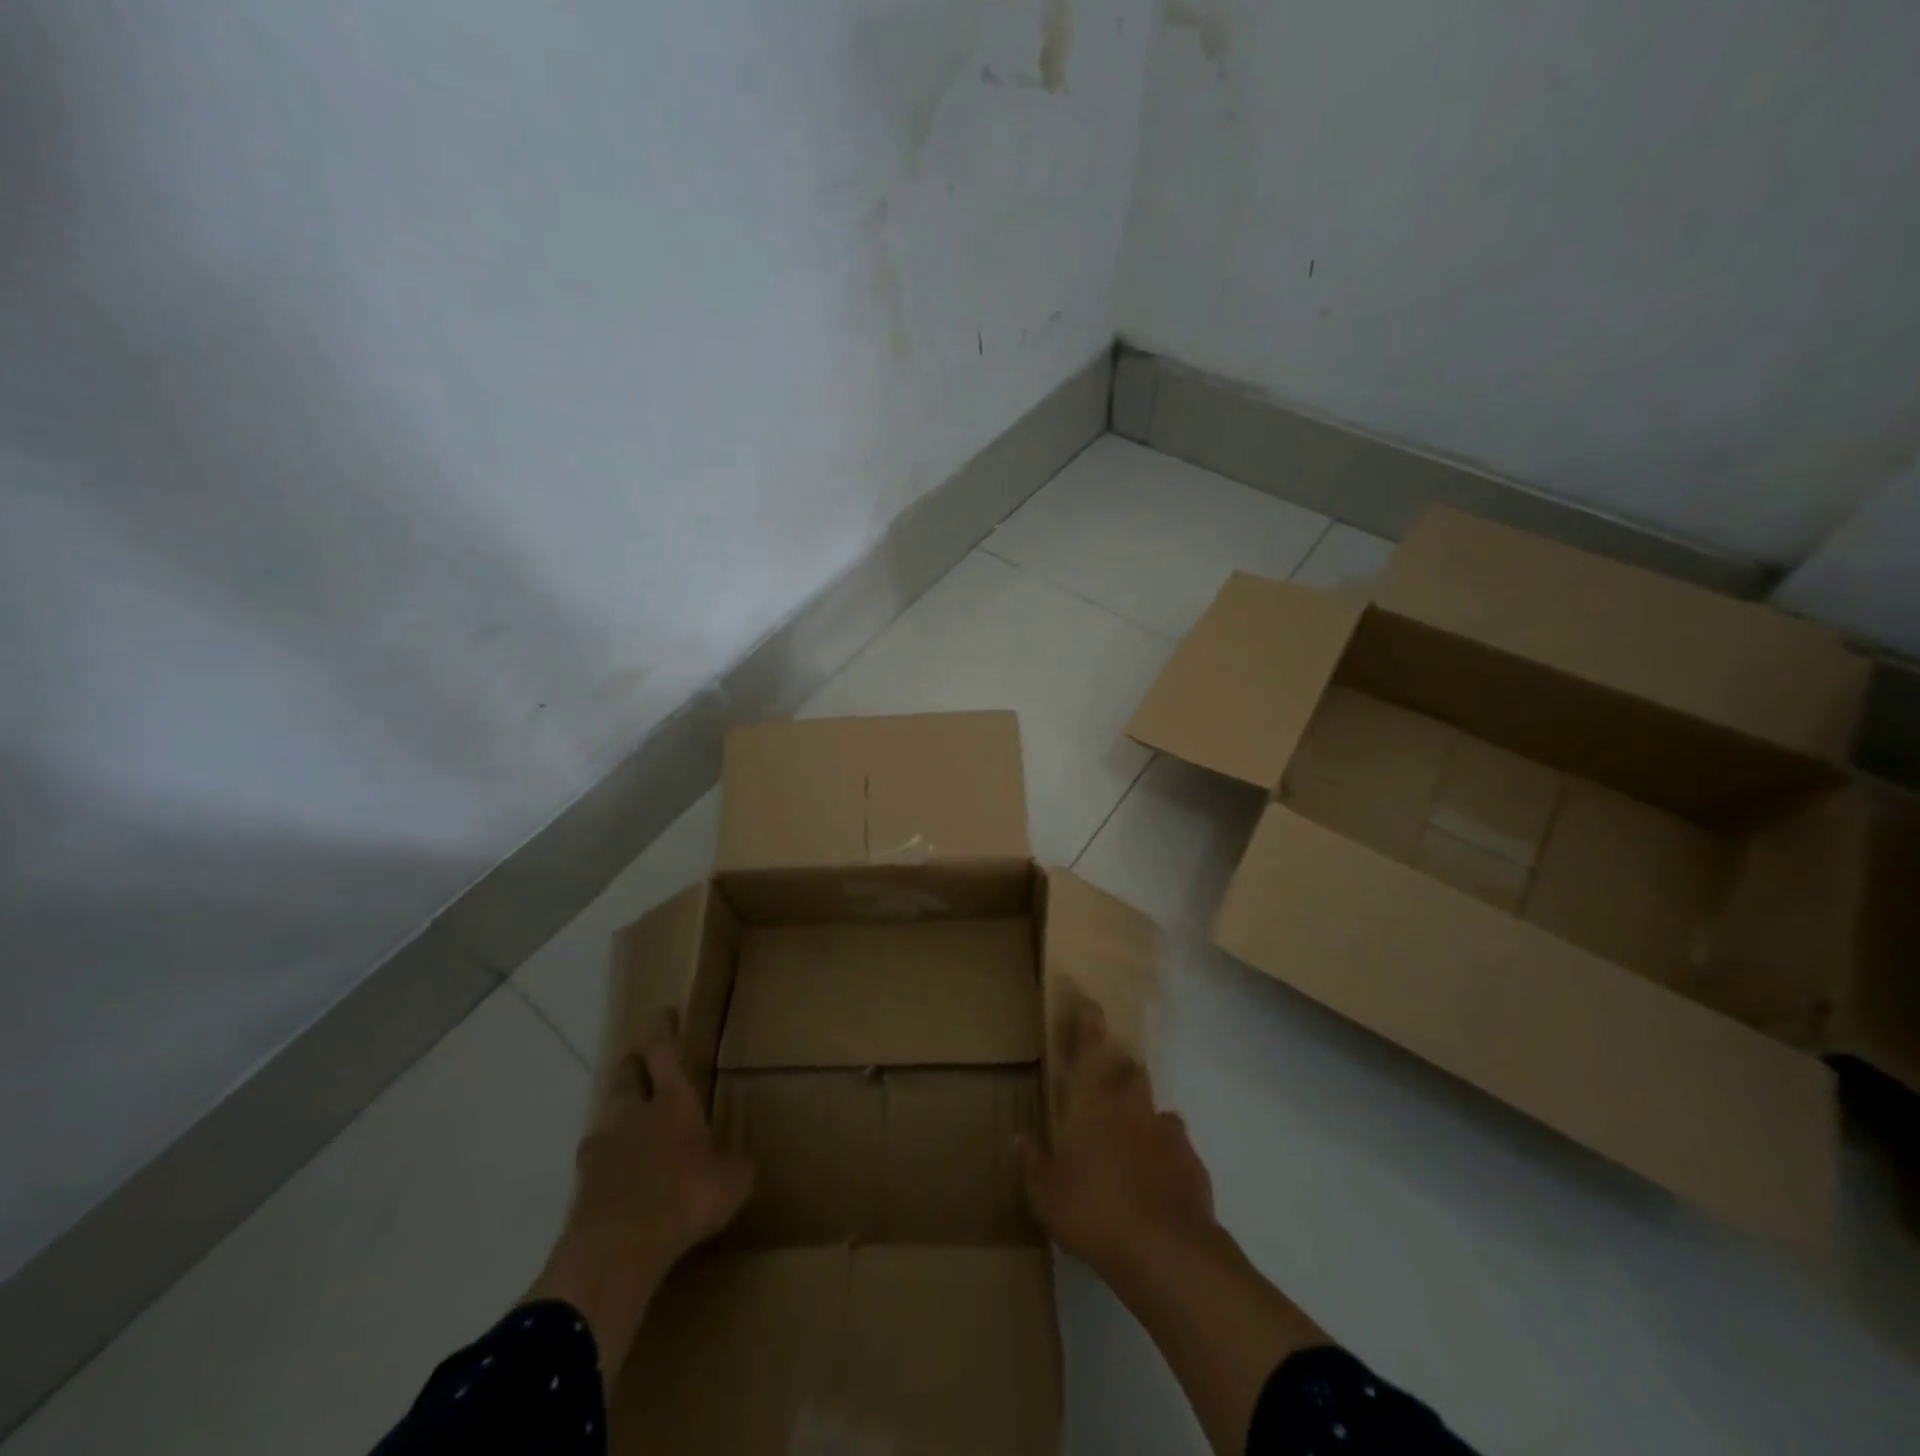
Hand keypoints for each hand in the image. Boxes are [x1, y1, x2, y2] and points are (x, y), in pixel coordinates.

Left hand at [525, 1009, 752, 1373]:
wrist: (619, 1248)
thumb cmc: (687, 1197)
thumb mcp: (732, 1182)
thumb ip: (735, 1167)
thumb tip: (740, 1165)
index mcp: (673, 1103)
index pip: (664, 1052)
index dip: (663, 1030)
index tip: (663, 1013)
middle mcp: (634, 1116)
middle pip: (626, 1077)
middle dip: (632, 1066)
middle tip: (637, 1061)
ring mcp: (603, 1151)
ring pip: (604, 1121)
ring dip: (614, 1119)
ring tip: (623, 1128)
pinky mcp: (582, 1189)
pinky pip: (593, 1166)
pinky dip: (603, 1167)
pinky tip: (614, 1183)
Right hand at [1017, 994, 1218, 1282]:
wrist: (1165, 1253)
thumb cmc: (1093, 1214)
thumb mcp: (1047, 1196)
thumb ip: (1033, 1163)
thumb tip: (1019, 1137)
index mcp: (1092, 1106)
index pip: (1092, 1051)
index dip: (1090, 1025)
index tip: (1091, 1004)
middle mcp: (1130, 1108)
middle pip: (1131, 1073)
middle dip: (1122, 1073)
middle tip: (1109, 1090)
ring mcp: (1166, 1133)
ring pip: (1157, 1109)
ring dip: (1146, 1117)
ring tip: (1135, 1143)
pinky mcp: (1192, 1163)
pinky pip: (1178, 1147)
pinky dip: (1168, 1154)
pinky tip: (1159, 1180)